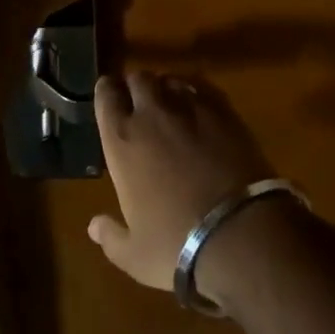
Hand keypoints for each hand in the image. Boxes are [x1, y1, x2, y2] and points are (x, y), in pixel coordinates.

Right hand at [86, 72, 275, 293]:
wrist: (241, 233)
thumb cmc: (178, 244)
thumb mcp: (134, 255)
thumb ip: (110, 236)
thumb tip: (93, 226)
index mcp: (122, 139)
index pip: (105, 94)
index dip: (107, 93)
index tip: (110, 100)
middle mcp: (151, 113)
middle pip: (138, 78)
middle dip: (136, 87)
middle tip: (140, 104)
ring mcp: (189, 107)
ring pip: (170, 79)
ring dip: (165, 88)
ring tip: (170, 105)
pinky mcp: (223, 110)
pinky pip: (201, 87)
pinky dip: (195, 93)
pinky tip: (199, 109)